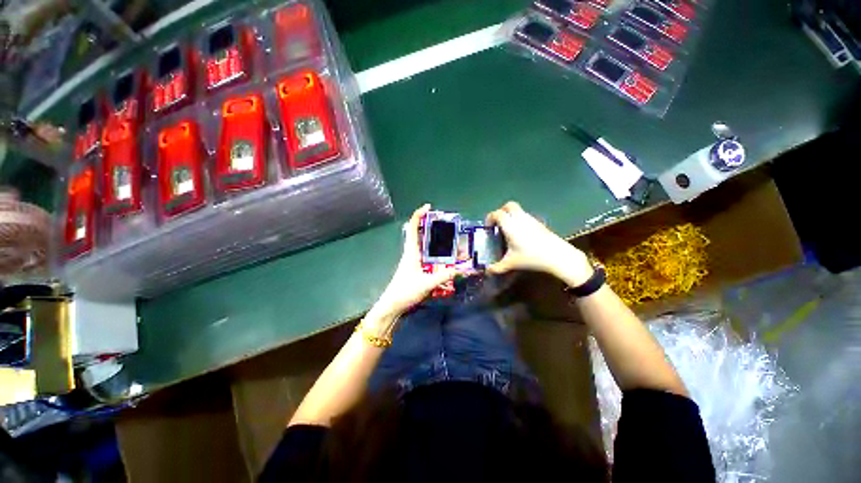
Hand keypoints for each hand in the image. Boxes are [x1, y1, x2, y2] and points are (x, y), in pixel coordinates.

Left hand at [366, 205, 456, 324]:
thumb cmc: (405, 291)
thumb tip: (461, 269)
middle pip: (420, 234)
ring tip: (452, 241)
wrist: (392, 306)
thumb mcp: (426, 284)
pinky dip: (436, 253)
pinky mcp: (415, 268)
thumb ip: (443, 276)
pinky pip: (427, 256)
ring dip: (436, 241)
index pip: (412, 227)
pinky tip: (446, 258)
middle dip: (432, 226)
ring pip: (425, 245)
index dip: (419, 215)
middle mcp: (412, 253)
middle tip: (447, 225)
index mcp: (411, 251)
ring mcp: (413, 261)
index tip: (428, 207)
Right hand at [486, 202, 592, 285]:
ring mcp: (531, 220)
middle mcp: (520, 218)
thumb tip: (488, 271)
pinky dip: (520, 221)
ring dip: (511, 216)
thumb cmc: (531, 257)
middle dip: (501, 211)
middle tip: (498, 224)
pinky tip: (521, 235)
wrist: (557, 256)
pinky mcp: (539, 223)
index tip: (488, 228)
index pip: (497, 214)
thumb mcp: (511, 263)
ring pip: (519, 211)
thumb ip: (497, 267)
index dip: (490, 218)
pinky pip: (526, 217)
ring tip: (509, 231)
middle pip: (509, 206)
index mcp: (510, 225)